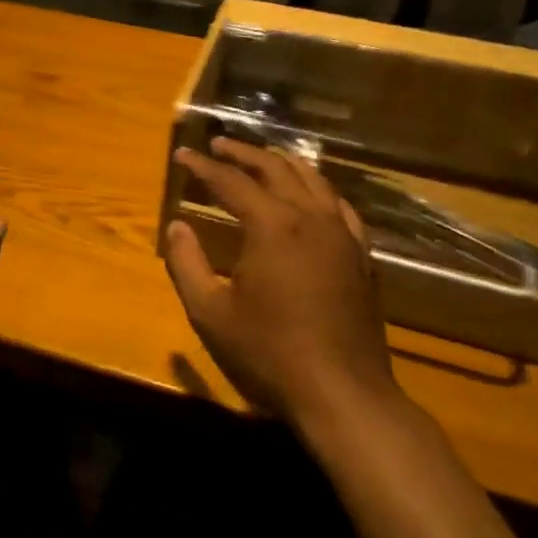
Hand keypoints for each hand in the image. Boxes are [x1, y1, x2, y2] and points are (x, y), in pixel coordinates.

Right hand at [165, 138, 396, 427]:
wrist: (343, 392)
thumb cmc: (269, 353)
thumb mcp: (210, 312)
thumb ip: (187, 264)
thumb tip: (177, 226)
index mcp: (272, 225)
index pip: (231, 181)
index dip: (203, 166)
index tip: (182, 154)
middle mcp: (309, 217)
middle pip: (274, 169)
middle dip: (243, 154)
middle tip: (218, 144)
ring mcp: (341, 234)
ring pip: (312, 179)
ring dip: (281, 163)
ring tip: (261, 158)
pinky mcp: (360, 254)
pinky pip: (339, 205)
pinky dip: (318, 189)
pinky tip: (312, 193)